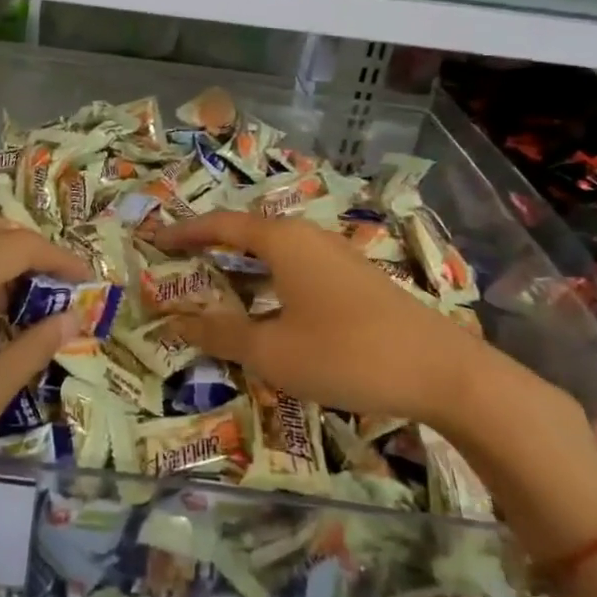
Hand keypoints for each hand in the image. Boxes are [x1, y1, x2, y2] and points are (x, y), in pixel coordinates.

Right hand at [150, 211, 503, 434]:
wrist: (443, 371)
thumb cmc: (346, 354)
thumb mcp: (272, 352)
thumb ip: (221, 333)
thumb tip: (177, 322)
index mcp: (282, 240)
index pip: (220, 224)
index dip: (184, 232)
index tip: (154, 239)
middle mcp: (307, 237)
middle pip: (247, 231)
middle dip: (211, 245)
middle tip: (179, 262)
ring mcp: (336, 255)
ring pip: (274, 250)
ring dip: (241, 265)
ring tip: (215, 286)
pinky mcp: (355, 278)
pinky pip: (296, 267)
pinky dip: (268, 279)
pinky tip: (268, 308)